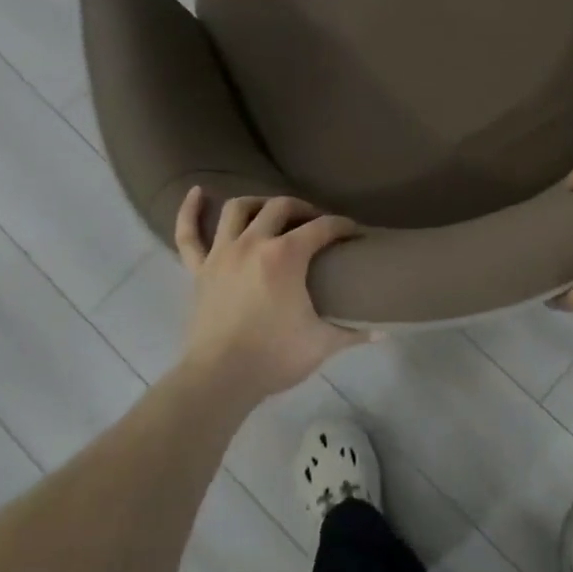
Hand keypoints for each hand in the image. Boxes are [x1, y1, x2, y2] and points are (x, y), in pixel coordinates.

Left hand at [173, 188, 370, 402]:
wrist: (219, 379)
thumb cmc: (275, 357)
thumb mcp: (323, 343)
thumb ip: (354, 332)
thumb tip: (384, 331)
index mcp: (286, 256)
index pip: (322, 227)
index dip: (342, 226)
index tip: (354, 233)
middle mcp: (253, 243)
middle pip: (281, 207)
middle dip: (304, 209)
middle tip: (316, 224)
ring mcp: (222, 254)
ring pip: (238, 210)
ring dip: (258, 203)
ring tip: (271, 211)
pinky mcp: (198, 270)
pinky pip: (189, 234)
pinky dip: (190, 211)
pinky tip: (198, 192)